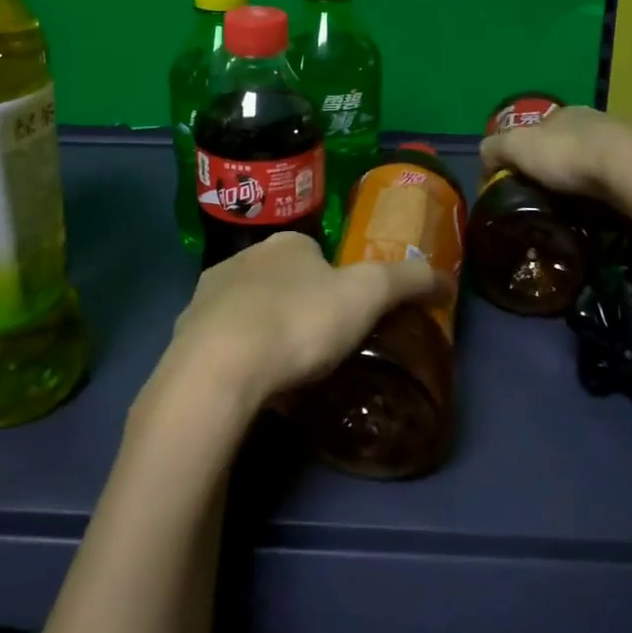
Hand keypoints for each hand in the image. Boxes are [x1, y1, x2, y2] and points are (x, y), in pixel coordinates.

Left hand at [155, 232, 442, 422]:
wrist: (218, 370)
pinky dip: (241, 361)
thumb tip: (446, 279)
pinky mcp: (185, 336)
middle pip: (283, 281)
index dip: (338, 283)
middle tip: (323, 350)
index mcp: (285, 243)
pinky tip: (255, 389)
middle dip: (301, 308)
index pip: (318, 254)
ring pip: (250, 312)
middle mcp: (242, 259)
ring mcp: (207, 297)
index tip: (350, 318)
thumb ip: (408, 281)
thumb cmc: (299, 322)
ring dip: (268, 334)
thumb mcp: (368, 295)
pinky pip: (223, 345)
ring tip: (290, 376)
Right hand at [479, 104, 631, 202]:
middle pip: (564, 145)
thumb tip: (485, 160)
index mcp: (564, 112)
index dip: (522, 153)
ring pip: (591, 162)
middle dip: (553, 167)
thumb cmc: (567, 154)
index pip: (536, 130)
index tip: (515, 180)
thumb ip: (494, 149)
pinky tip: (597, 209)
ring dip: (580, 181)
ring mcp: (622, 142)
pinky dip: (602, 193)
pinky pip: (613, 180)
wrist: (629, 171)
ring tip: (569, 208)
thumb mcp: (516, 147)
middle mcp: (594, 121)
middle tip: (541, 197)